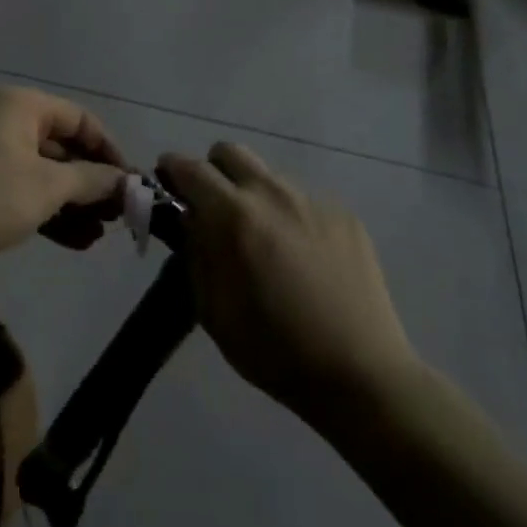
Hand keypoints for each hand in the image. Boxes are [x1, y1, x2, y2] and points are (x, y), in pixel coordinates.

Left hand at [0, 87, 129, 266]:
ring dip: (74, 203)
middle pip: (63, 147)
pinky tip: (75, 241)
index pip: (81, 119)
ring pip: (44, 174)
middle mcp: (7, 121)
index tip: (131, 184)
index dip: (110, 150)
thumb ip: (93, 181)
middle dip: (93, 183)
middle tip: (119, 216)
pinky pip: (23, 191)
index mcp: (23, 106)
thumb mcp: (47, 187)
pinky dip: (48, 211)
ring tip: (100, 236)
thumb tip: (127, 181)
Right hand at [157, 142, 414, 417]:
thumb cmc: (273, 350)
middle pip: (230, 152)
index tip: (166, 184)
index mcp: (234, 216)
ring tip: (264, 242)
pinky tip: (303, 260)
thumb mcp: (212, 309)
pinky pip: (303, 202)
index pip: (190, 168)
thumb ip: (195, 253)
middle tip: (212, 209)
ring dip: (253, 196)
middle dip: (213, 172)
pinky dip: (290, 218)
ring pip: (269, 178)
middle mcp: (273, 194)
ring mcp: (314, 202)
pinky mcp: (345, 217)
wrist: (360, 373)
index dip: (171, 170)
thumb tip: (189, 219)